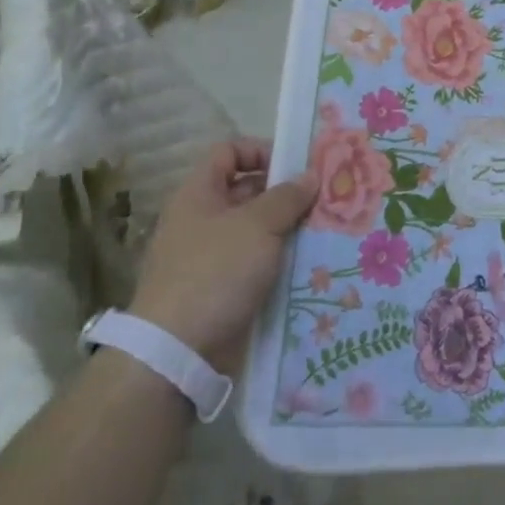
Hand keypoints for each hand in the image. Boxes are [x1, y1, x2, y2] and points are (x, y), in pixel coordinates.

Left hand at [128, 138, 315, 371]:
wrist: (177, 353)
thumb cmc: (216, 272)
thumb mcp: (258, 225)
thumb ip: (287, 196)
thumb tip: (310, 175)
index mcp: (199, 194)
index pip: (229, 152)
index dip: (262, 151)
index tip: (296, 167)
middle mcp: (202, 220)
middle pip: (248, 191)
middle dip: (286, 194)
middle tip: (325, 200)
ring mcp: (211, 257)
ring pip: (257, 231)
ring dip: (289, 230)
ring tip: (327, 232)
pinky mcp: (222, 290)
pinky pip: (257, 265)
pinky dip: (281, 262)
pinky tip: (311, 266)